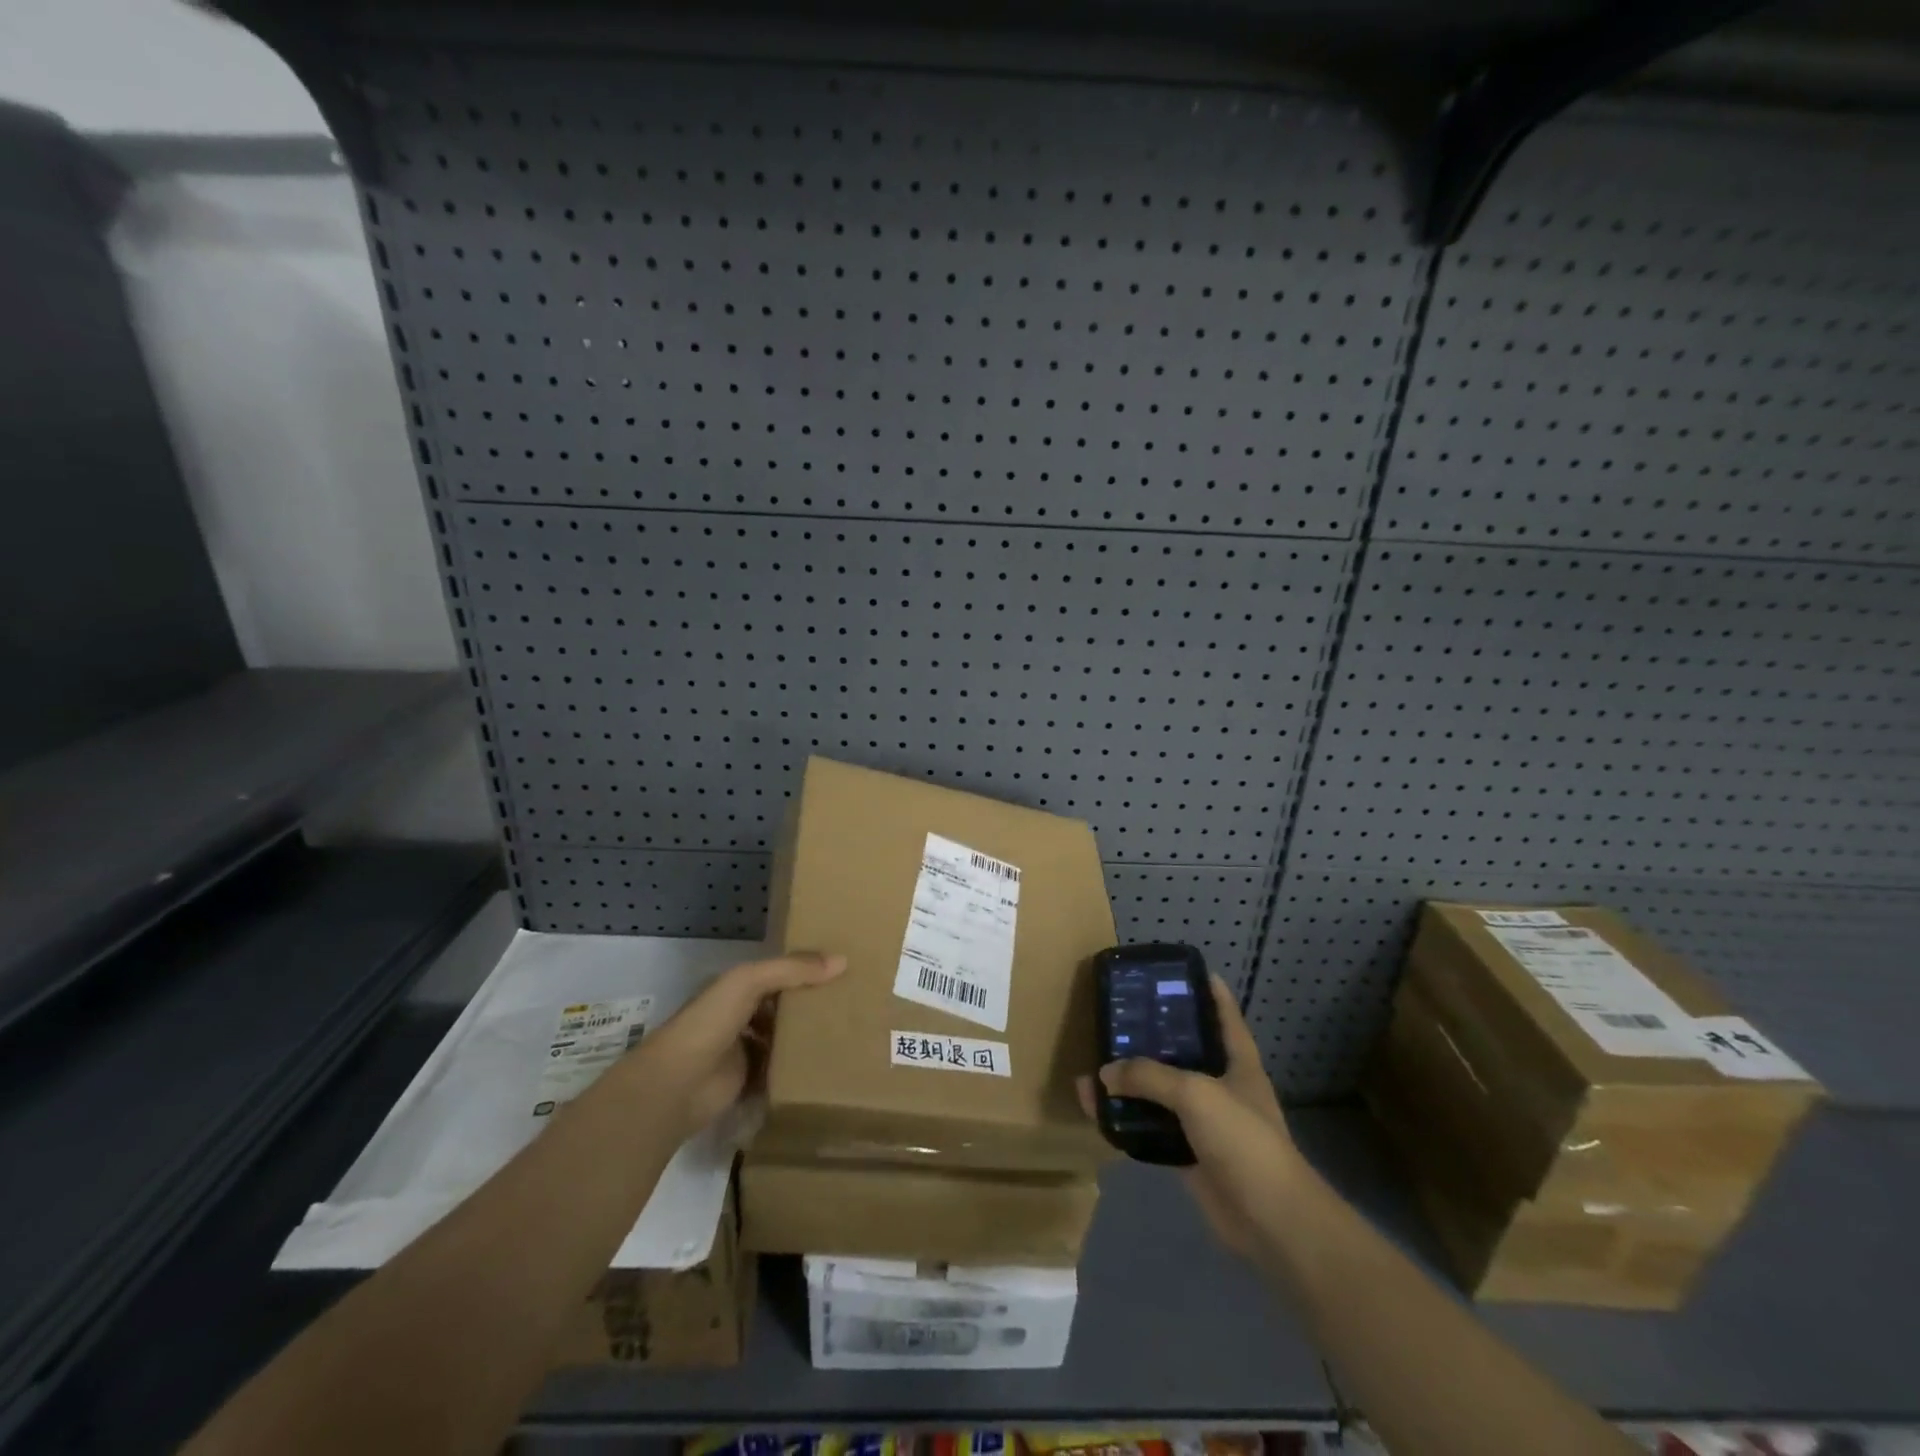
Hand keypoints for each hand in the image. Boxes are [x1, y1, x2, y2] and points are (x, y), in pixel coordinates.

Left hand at [628, 952, 845, 1137]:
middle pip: (782, 1006)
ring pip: (782, 1038)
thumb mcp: (750, 981)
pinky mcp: (749, 1082)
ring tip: (845, 1032)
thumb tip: (843, 960)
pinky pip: (780, 1070)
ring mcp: (743, 1050)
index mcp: (736, 988)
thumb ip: (793, 969)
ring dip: (806, 1037)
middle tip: (850, 1003)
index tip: (842, 970)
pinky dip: (798, 1068)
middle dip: (810, 1005)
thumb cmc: (711, 1022)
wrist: (678, 1084)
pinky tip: (827, 1064)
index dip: (806, 970)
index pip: (778, 974)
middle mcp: (740, 1015)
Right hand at [1079, 975, 1304, 1258]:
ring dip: (1131, 1082)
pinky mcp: (1189, 1156)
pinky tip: (1098, 1110)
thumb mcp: (1195, 1093)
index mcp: (1238, 1063)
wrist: (1270, 1221)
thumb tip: (1104, 1074)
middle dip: (1154, 1036)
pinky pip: (1151, 1129)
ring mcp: (1206, 1124)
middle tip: (1120, 1015)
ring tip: (1096, 1065)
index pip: (1225, 1016)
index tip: (1184, 970)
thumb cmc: (1243, 1140)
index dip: (1209, 991)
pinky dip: (1126, 1121)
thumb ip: (1149, 1076)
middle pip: (1185, 1052)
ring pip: (1162, 1093)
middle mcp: (1222, 1087)